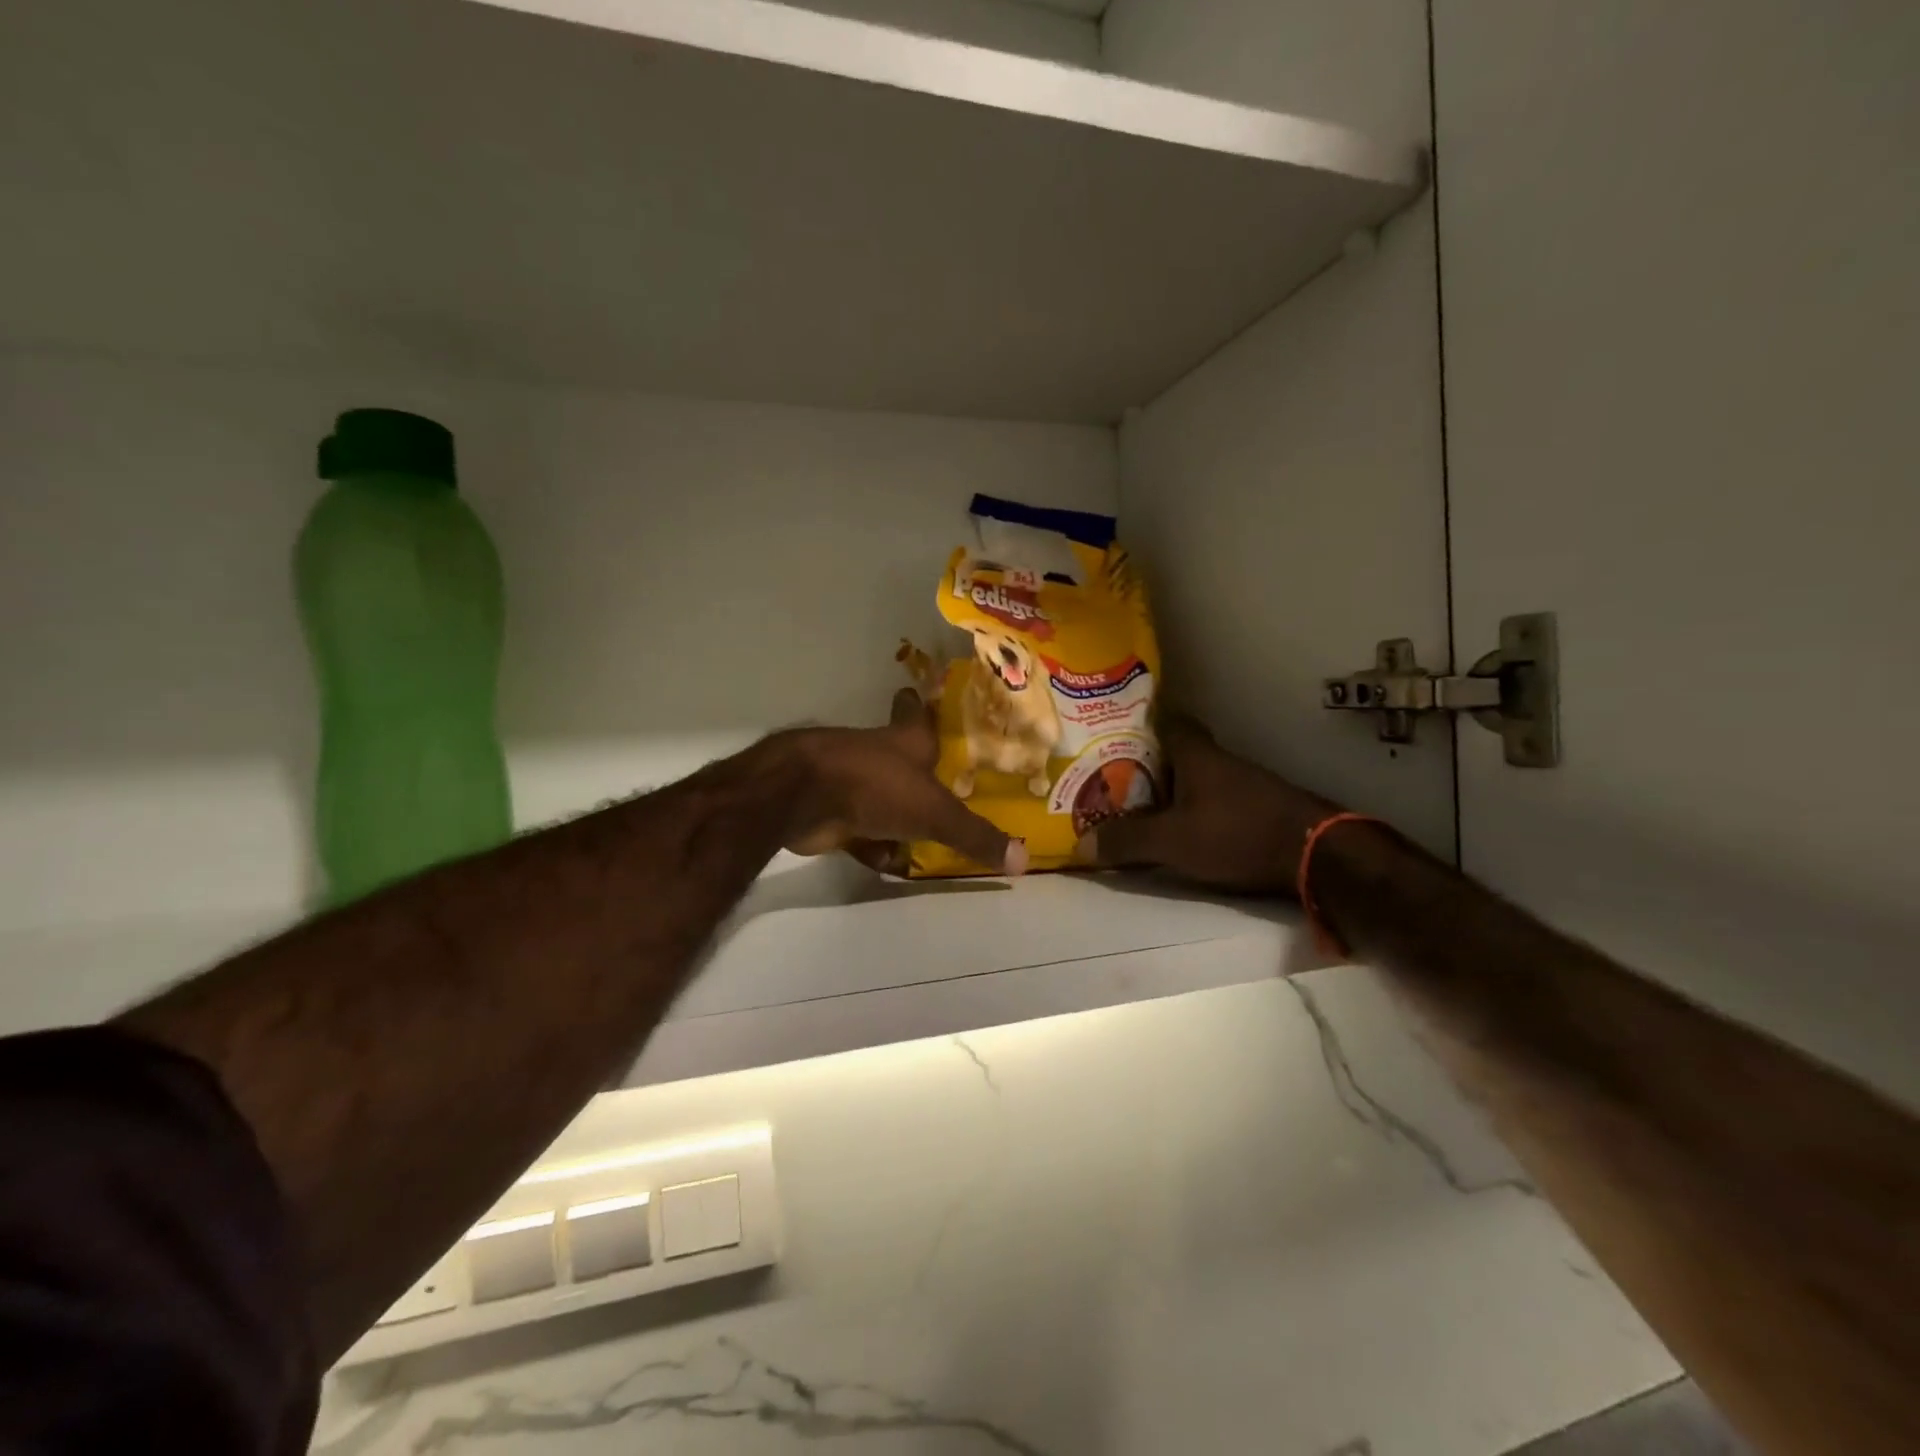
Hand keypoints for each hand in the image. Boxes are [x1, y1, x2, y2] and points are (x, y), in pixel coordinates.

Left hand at [785, 690, 1028, 876]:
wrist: (803, 797)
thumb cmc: (877, 786)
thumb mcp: (935, 813)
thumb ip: (975, 836)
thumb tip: (1023, 859)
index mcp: (907, 740)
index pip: (916, 711)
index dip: (920, 704)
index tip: (921, 695)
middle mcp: (880, 754)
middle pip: (901, 755)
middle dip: (919, 769)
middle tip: (945, 783)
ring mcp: (852, 781)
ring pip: (882, 795)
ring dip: (898, 812)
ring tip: (927, 833)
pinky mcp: (832, 810)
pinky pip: (861, 828)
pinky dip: (874, 843)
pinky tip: (889, 860)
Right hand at [1073, 719, 1336, 893]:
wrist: (1317, 854)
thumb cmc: (1238, 833)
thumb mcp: (1173, 841)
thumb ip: (1127, 841)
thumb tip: (1080, 845)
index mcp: (1195, 754)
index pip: (1166, 721)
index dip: (1138, 723)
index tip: (1110, 733)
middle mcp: (1217, 761)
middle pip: (1174, 751)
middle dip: (1144, 762)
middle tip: (1108, 777)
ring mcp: (1240, 784)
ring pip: (1192, 777)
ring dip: (1167, 788)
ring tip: (1133, 806)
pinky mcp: (1255, 809)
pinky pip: (1209, 799)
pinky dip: (1188, 808)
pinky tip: (1175, 828)